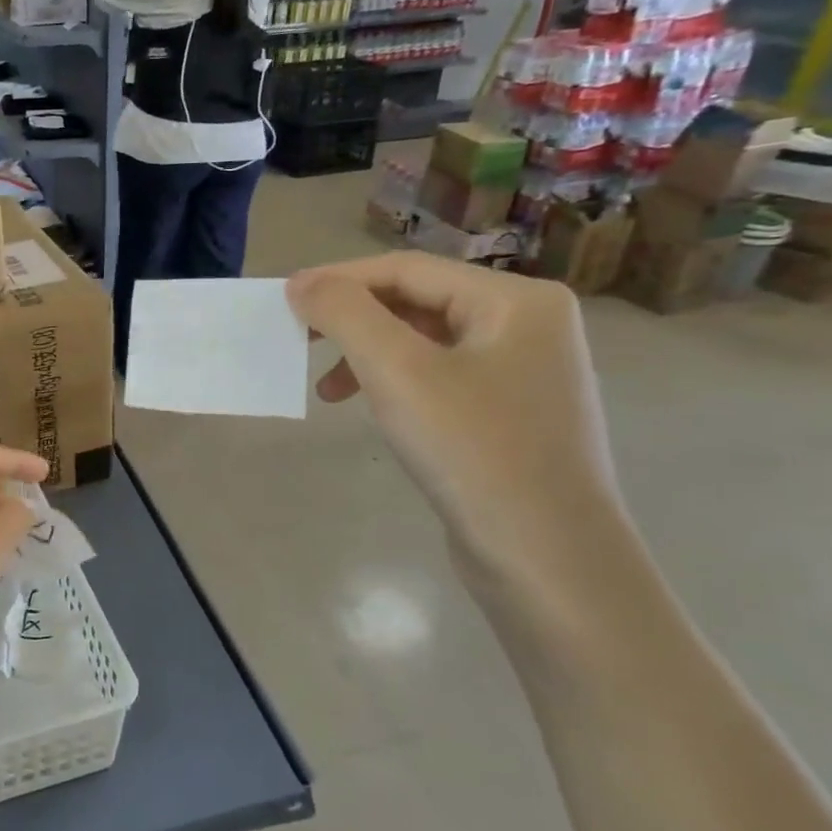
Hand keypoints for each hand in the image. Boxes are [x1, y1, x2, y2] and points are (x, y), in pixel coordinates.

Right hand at [288, 254, 628, 601]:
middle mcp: (528, 325)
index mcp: (516, 301)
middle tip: (300, 341)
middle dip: (352, 321)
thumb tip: (302, 283)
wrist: (547, 560)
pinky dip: (394, 384)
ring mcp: (524, 373)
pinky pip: (439, 377)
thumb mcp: (397, 371)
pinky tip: (372, 409)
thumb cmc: (472, 450)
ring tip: (327, 390)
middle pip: (418, 302)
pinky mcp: (510, 414)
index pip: (408, 270)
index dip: (339, 279)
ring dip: (367, 355)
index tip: (284, 299)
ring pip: (424, 342)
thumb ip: (345, 314)